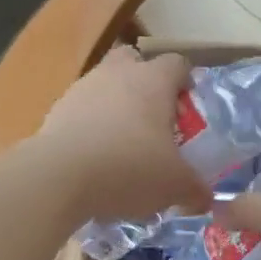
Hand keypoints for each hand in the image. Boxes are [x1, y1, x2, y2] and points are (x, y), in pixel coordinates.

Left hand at [39, 47, 212, 224]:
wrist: (58, 177)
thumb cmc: (129, 168)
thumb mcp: (175, 185)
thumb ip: (195, 189)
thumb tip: (205, 198)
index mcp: (153, 80)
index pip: (177, 64)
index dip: (186, 83)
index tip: (188, 111)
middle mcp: (117, 74)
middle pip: (134, 61)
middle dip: (144, 83)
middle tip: (153, 119)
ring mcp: (82, 89)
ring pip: (104, 85)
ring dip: (114, 106)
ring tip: (122, 146)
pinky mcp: (55, 111)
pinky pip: (80, 111)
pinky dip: (89, 128)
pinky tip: (95, 160)